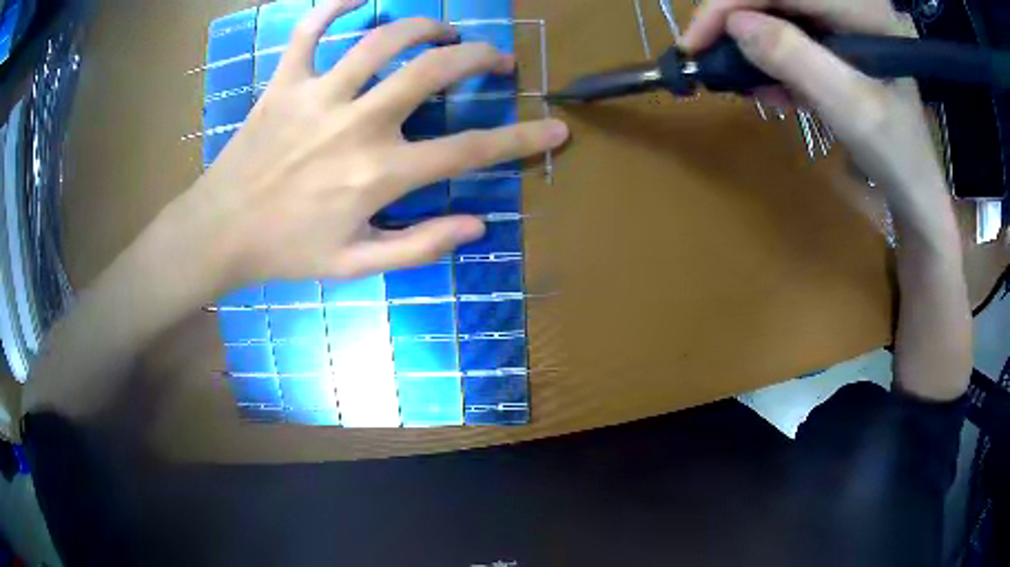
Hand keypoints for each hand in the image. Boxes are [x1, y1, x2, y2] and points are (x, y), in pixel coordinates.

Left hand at [176, 0, 567, 290]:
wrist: (220, 232)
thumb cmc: (287, 251)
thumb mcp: (357, 265)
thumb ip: (420, 245)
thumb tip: (477, 226)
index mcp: (378, 174)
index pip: (469, 151)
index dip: (522, 139)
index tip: (556, 128)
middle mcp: (356, 124)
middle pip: (433, 71)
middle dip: (479, 57)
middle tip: (495, 58)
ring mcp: (317, 95)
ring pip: (382, 39)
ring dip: (424, 26)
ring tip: (444, 30)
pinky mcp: (284, 82)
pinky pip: (310, 30)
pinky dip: (335, 6)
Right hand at [682, 0, 948, 221]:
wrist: (913, 187)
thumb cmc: (896, 154)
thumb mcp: (852, 109)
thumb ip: (799, 60)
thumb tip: (735, 26)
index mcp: (865, 9)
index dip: (731, 4)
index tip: (694, 41)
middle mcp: (851, 4)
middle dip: (737, 22)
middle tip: (709, 57)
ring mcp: (843, 21)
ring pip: (778, 14)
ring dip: (753, 45)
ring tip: (742, 80)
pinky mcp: (836, 40)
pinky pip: (791, 36)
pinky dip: (772, 61)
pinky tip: (770, 88)